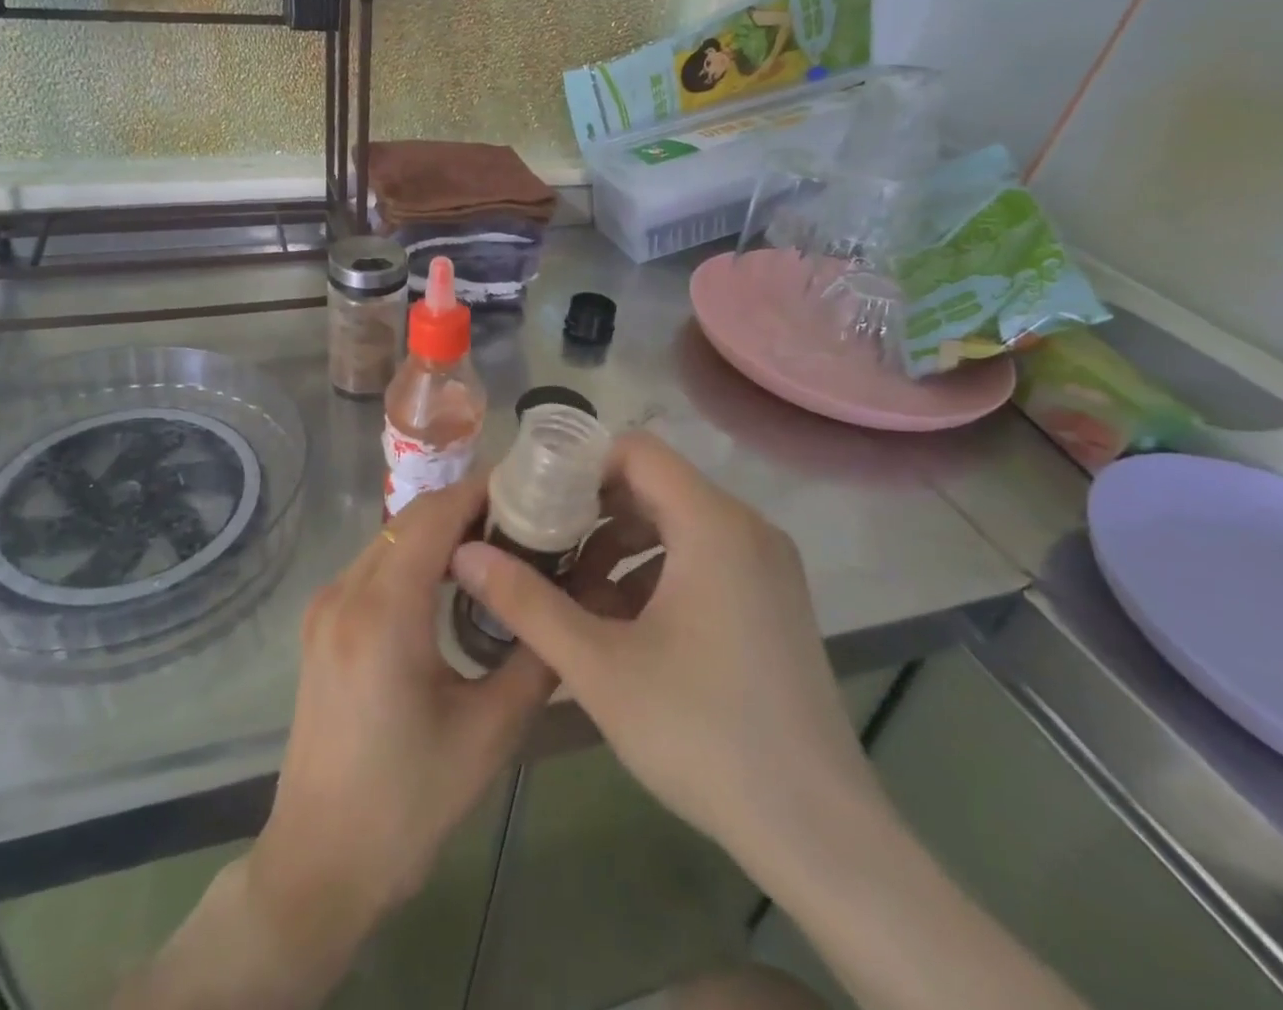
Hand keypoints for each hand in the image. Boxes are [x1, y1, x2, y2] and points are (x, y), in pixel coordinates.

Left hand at [250, 472, 555, 933]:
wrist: (319, 863)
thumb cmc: (408, 804)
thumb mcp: (489, 732)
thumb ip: (535, 655)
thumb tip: (574, 601)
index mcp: (383, 612)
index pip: (435, 516)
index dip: (482, 491)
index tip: (531, 487)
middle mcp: (345, 592)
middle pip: (412, 519)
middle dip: (468, 506)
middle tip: (527, 517)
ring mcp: (325, 605)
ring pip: (392, 537)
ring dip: (442, 529)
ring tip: (500, 542)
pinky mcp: (321, 622)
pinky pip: (376, 563)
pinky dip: (417, 554)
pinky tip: (455, 578)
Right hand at [450, 431, 888, 895]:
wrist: (818, 831)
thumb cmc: (702, 734)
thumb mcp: (598, 666)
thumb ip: (526, 602)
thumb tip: (464, 552)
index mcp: (712, 524)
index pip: (636, 451)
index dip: (578, 466)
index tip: (533, 502)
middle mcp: (746, 528)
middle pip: (653, 485)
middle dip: (590, 512)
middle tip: (539, 547)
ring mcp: (765, 564)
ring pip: (674, 523)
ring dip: (618, 546)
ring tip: (571, 594)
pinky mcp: (771, 598)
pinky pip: (700, 557)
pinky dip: (653, 573)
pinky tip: (619, 625)